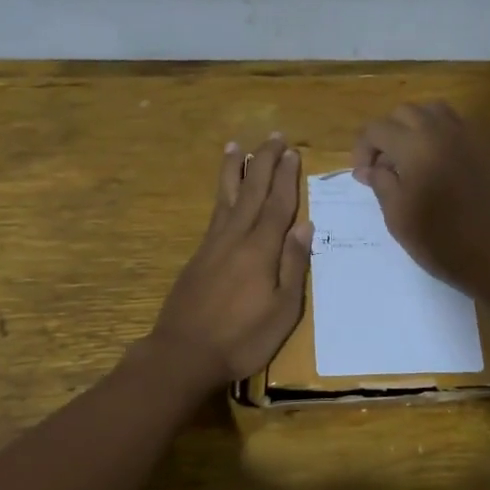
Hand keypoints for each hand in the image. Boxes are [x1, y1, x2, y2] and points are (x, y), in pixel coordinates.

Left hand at [151, 135, 311, 387]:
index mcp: (262, 249)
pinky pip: (214, 212)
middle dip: (264, 162)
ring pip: (227, 196)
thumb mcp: (283, 310)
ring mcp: (213, 244)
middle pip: (253, 190)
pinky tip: (224, 191)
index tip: (292, 152)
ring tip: (236, 146)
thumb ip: (293, 265)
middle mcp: (236, 237)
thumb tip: (304, 225)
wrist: (184, 353)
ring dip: (235, 169)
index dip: (286, 177)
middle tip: (274, 136)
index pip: (278, 204)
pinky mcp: (199, 255)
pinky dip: (221, 193)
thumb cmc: (243, 338)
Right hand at [352, 102, 489, 293]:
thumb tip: (368, 169)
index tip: (363, 175)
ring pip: (433, 111)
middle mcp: (441, 131)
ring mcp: (468, 136)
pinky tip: (437, 164)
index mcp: (415, 146)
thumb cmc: (439, 240)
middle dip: (387, 133)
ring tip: (410, 158)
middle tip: (383, 166)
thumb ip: (380, 183)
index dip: (363, 149)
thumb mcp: (397, 215)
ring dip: (415, 127)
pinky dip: (440, 134)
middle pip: (405, 112)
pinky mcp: (486, 148)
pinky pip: (457, 126)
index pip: (377, 128)